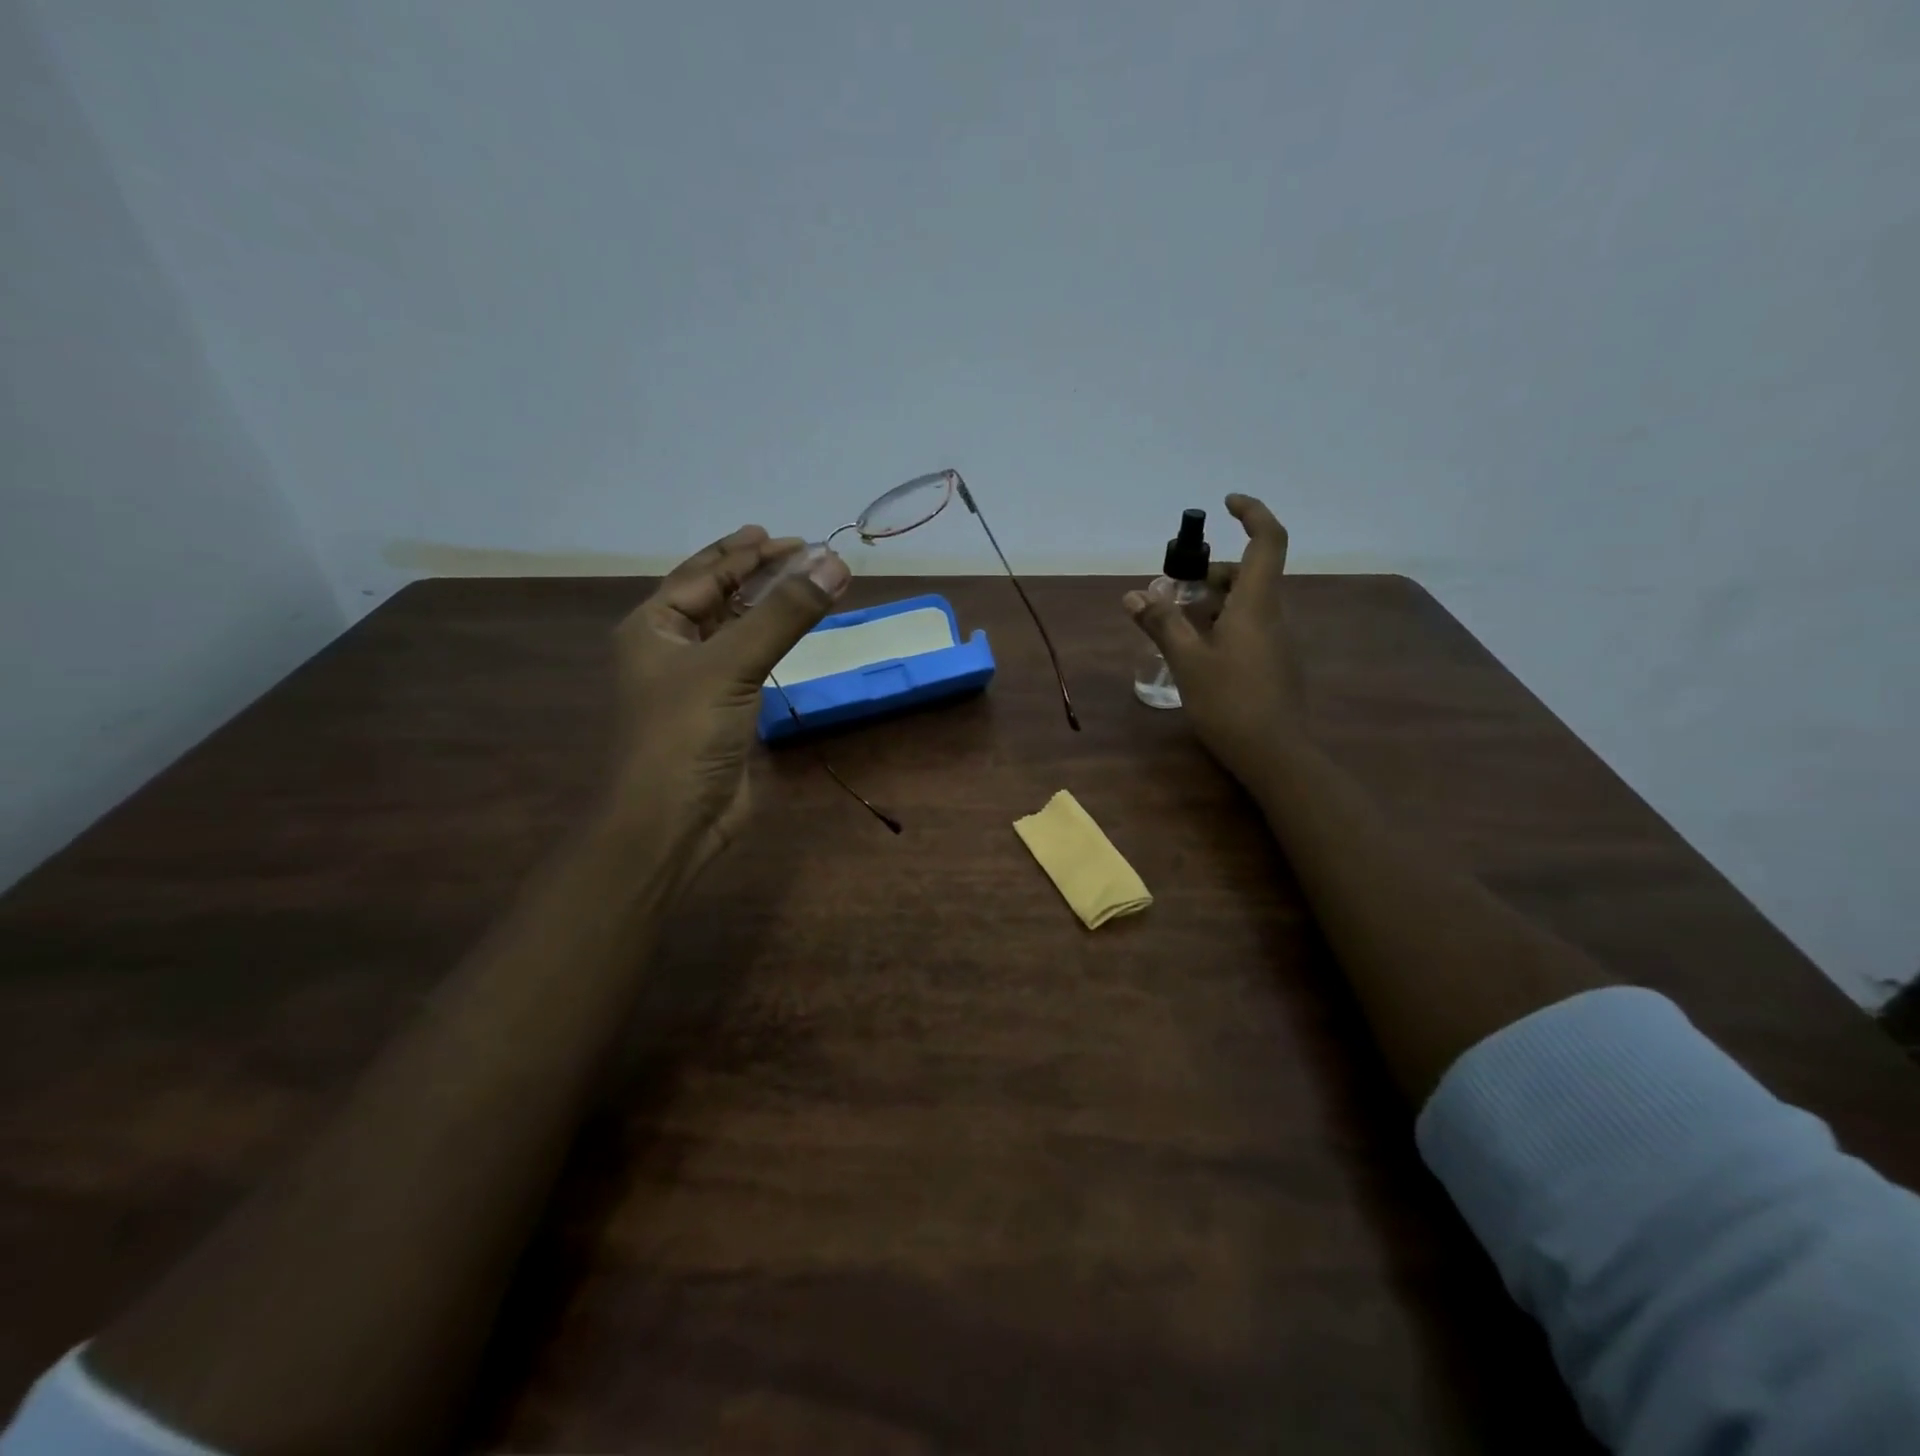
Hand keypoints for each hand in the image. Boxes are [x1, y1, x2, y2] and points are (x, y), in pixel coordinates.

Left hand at [609, 525, 849, 871]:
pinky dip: (773, 644)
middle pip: (718, 596)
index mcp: (653, 627)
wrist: (673, 822)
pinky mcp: (723, 712)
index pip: (704, 574)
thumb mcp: (732, 664)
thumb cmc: (686, 734)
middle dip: (758, 574)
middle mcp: (670, 648)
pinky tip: (793, 635)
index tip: (790, 538)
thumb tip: (834, 562)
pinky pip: (750, 663)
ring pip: (736, 630)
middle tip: (802, 554)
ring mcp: (697, 682)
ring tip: (806, 585)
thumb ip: (784, 613)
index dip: (746, 553)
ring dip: (769, 607)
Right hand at [1124, 494, 1304, 784]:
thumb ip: (1162, 624)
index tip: (1226, 504)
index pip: (1267, 540)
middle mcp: (1272, 614)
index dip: (1252, 513)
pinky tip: (1194, 654)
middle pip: (1246, 574)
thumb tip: (1134, 594)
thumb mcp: (1188, 661)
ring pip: (1243, 604)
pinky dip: (1219, 626)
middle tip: (1170, 592)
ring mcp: (1276, 640)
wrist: (1275, 754)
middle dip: (1208, 573)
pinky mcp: (1273, 662)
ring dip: (1209, 603)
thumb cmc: (1230, 701)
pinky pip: (1246, 628)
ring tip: (1173, 627)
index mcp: (1256, 604)